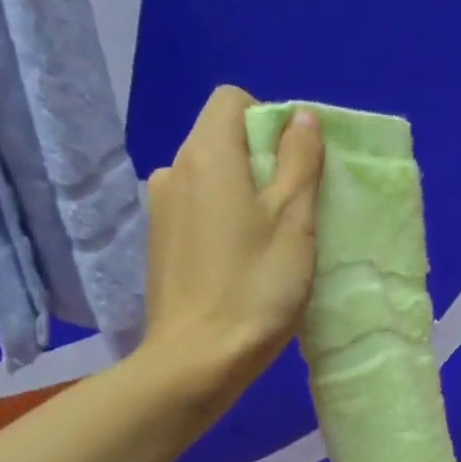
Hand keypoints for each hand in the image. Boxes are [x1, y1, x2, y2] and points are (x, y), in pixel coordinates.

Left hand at [141, 86, 323, 401]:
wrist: (197, 360)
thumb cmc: (255, 287)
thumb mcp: (294, 220)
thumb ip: (300, 160)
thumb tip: (301, 116)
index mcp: (206, 155)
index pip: (233, 101)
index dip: (271, 122)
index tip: (295, 168)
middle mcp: (173, 170)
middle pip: (221, 139)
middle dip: (261, 162)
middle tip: (293, 212)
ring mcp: (160, 210)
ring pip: (210, 178)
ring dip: (242, 194)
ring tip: (267, 242)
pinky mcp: (159, 245)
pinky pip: (197, 211)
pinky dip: (222, 220)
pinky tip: (239, 263)